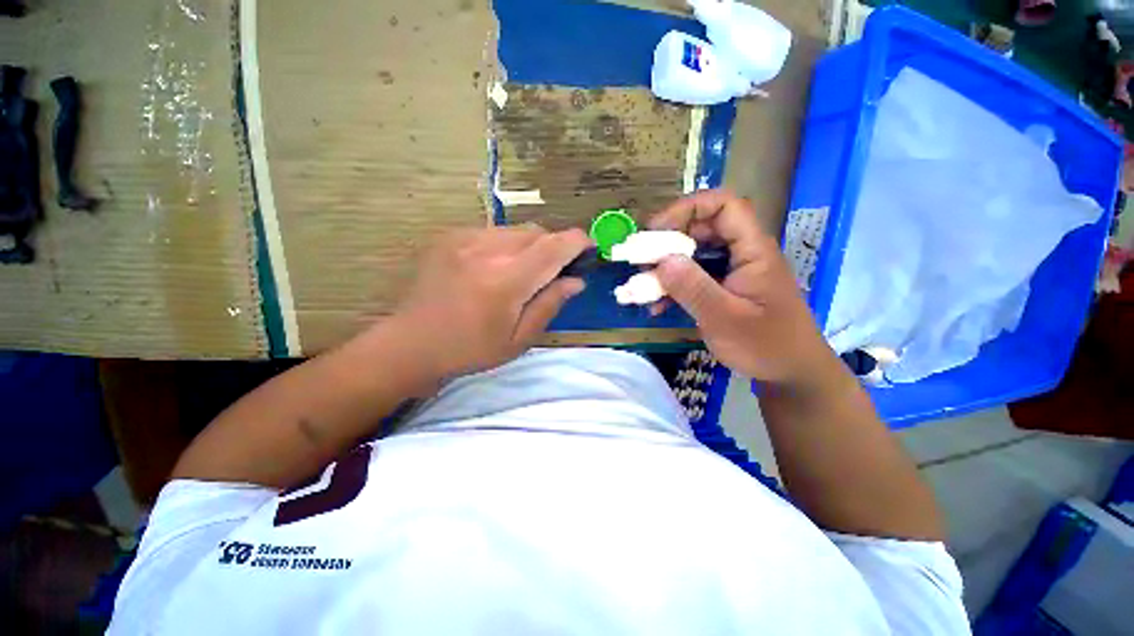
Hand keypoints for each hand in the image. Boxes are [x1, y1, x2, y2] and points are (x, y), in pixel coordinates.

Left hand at [389, 225, 590, 378]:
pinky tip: (497, 267)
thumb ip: (550, 305)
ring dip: (531, 245)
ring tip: (524, 271)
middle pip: (537, 232)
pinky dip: (508, 245)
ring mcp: (465, 239)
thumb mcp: (519, 339)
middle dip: (555, 246)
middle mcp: (486, 251)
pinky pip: (494, 232)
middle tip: (554, 271)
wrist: (412, 342)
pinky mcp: (451, 236)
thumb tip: (576, 281)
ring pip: (517, 230)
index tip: (589, 249)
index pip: (553, 247)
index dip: (577, 242)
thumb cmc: (471, 349)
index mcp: (506, 281)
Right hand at [649, 190, 834, 385]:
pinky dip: (673, 286)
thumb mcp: (725, 318)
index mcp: (752, 250)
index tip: (656, 231)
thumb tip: (661, 260)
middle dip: (668, 241)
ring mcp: (731, 271)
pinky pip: (693, 276)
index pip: (723, 205)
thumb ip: (693, 288)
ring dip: (666, 266)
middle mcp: (742, 253)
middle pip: (703, 228)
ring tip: (643, 285)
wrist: (790, 373)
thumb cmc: (766, 346)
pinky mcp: (723, 287)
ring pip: (694, 253)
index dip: (687, 209)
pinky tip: (656, 305)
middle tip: (642, 261)